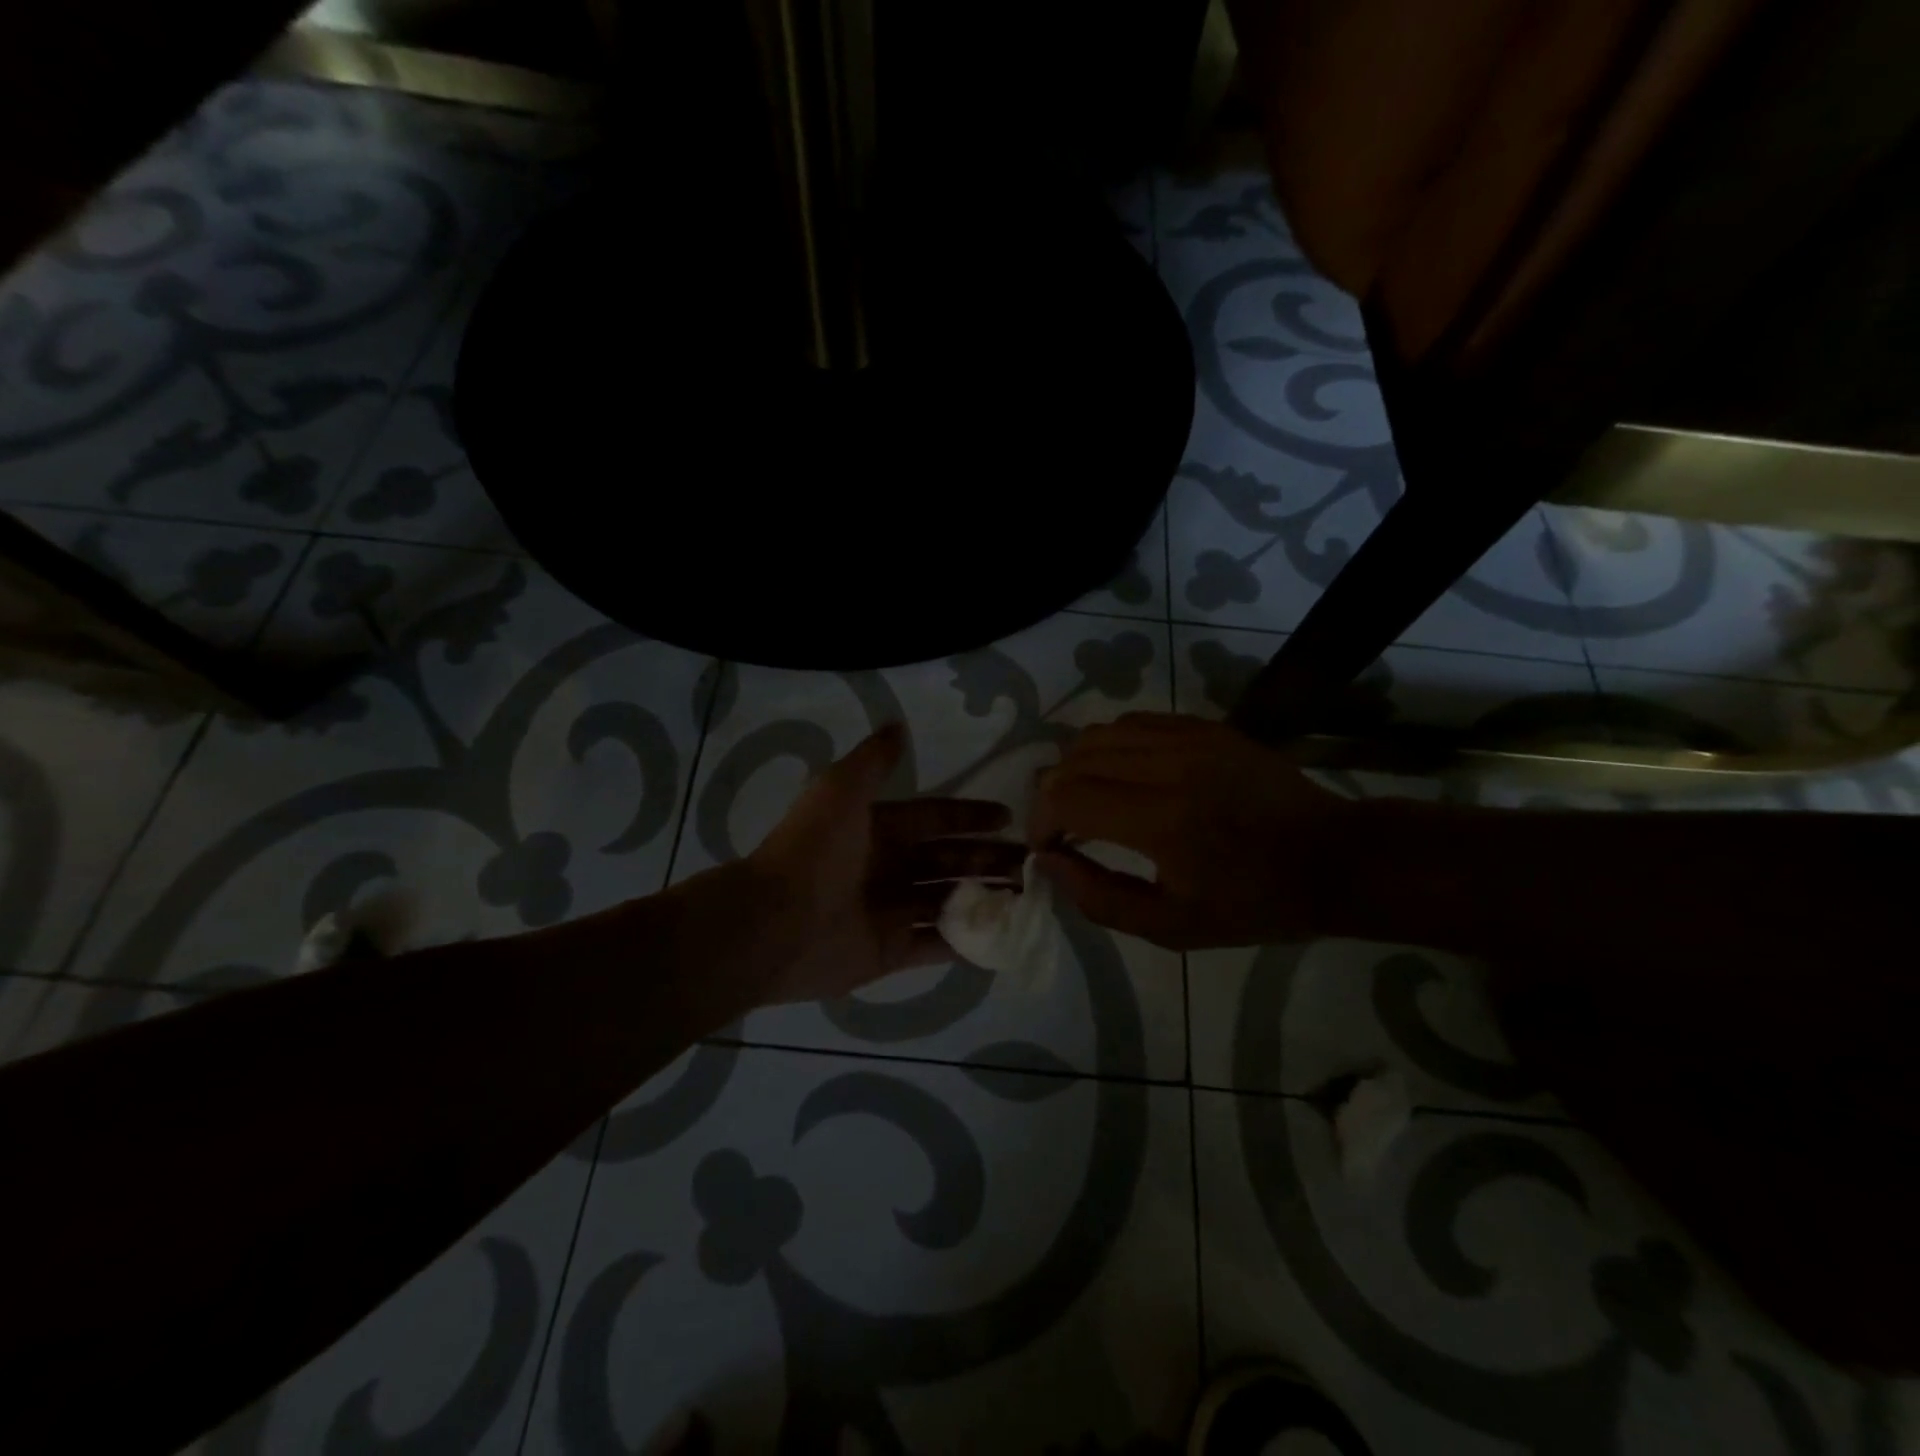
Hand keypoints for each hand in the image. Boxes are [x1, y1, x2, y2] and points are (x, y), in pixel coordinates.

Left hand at [743, 724, 1024, 1002]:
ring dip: (984, 896)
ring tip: (1025, 896)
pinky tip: (1001, 938)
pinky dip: (965, 942)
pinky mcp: (889, 952)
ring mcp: (889, 911)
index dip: (969, 815)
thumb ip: (873, 761)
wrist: (774, 922)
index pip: (934, 818)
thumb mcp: (841, 789)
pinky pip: (935, 944)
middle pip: (948, 859)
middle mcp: (886, 867)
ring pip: (948, 900)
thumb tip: (899, 725)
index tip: (1008, 816)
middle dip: (988, 858)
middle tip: (1030, 862)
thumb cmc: (813, 851)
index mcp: (878, 829)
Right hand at [1028, 712, 1362, 948]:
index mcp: (1162, 820)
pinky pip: (1132, 723)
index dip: (1041, 822)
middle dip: (1052, 796)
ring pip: (1097, 734)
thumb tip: (1048, 862)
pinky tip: (1125, 777)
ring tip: (1090, 802)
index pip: (1065, 796)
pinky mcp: (1204, 726)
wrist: (1335, 858)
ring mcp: (1189, 737)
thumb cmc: (1255, 904)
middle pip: (1073, 759)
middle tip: (1064, 830)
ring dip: (1078, 769)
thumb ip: (1099, 898)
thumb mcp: (1172, 927)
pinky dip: (1111, 748)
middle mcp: (1169, 765)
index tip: (1049, 848)